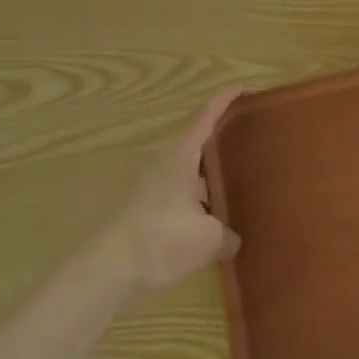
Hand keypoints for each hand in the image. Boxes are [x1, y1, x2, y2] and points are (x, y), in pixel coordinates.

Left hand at [98, 89, 242, 292]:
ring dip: (208, 172)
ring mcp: (151, 186)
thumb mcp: (208, 239)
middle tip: (249, 138)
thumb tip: (232, 239)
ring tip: (236, 181)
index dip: (225, 99)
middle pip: (196, 139)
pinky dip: (197, 197)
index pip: (206, 115)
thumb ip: (227, 235)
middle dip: (221, 137)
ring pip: (187, 169)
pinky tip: (211, 217)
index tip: (245, 88)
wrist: (108, 270)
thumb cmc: (162, 239)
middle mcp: (164, 162)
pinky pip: (179, 193)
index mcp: (180, 155)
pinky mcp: (144, 209)